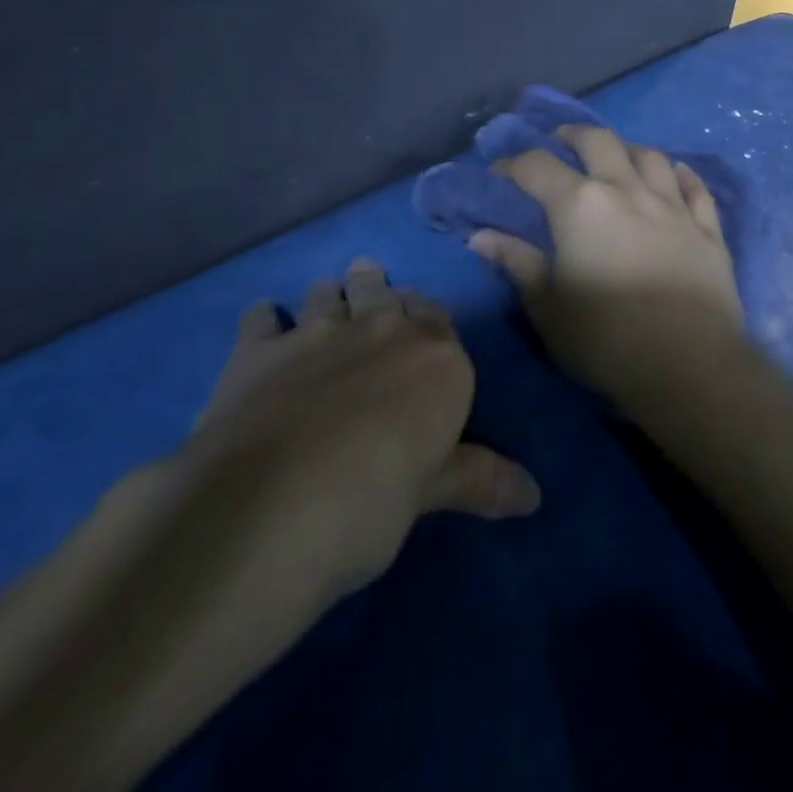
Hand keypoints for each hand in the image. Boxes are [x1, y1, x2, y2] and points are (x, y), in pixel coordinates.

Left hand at [184, 258, 540, 607]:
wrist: (270, 505)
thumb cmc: (372, 501)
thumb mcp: (431, 493)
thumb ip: (479, 481)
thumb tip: (534, 497)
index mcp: (436, 358)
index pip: (439, 319)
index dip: (429, 319)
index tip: (423, 324)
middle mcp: (382, 330)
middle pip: (385, 293)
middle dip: (380, 290)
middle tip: (374, 286)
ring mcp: (316, 333)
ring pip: (329, 294)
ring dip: (332, 293)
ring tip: (329, 293)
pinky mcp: (257, 350)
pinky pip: (262, 318)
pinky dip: (265, 318)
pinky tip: (264, 322)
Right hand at [471, 125, 748, 415]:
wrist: (688, 364)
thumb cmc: (605, 339)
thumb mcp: (547, 307)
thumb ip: (516, 264)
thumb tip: (481, 237)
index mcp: (580, 205)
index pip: (537, 167)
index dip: (513, 164)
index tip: (499, 171)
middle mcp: (627, 190)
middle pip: (599, 142)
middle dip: (574, 135)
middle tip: (561, 140)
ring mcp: (673, 206)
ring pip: (651, 157)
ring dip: (628, 149)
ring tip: (617, 155)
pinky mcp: (707, 229)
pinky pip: (696, 189)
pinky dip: (683, 175)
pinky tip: (678, 173)